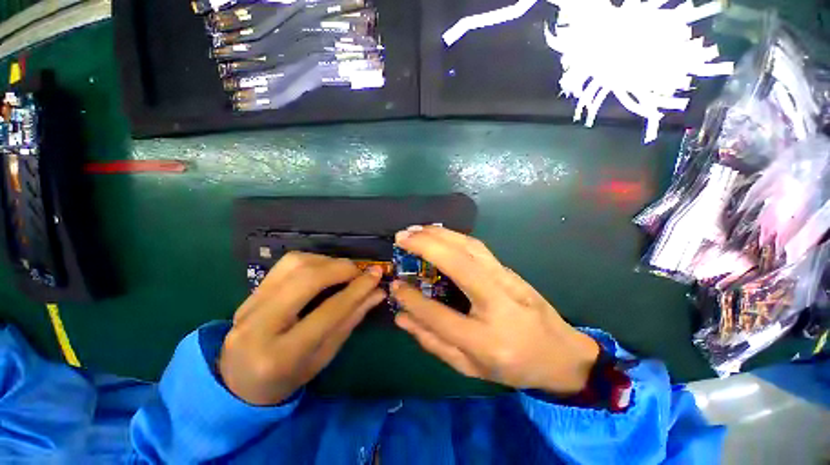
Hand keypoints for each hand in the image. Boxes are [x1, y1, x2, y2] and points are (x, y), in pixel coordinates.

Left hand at [219, 252, 385, 404]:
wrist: (240, 382)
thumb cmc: (289, 377)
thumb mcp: (325, 356)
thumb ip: (351, 320)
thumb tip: (377, 292)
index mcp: (282, 355)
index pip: (328, 312)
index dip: (357, 290)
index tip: (376, 276)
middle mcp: (259, 326)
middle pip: (306, 280)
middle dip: (340, 269)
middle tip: (360, 271)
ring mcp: (248, 306)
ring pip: (294, 265)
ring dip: (326, 261)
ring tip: (343, 270)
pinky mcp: (248, 294)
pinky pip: (285, 265)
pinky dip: (311, 260)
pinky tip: (323, 269)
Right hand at [392, 226, 599, 394]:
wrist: (562, 354)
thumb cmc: (514, 366)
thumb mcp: (471, 368)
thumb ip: (433, 342)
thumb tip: (401, 317)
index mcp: (485, 341)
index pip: (438, 315)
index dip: (411, 300)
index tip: (395, 285)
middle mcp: (497, 303)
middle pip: (458, 264)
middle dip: (426, 245)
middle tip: (401, 237)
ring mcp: (507, 280)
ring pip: (469, 247)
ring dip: (439, 234)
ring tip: (416, 230)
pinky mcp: (509, 269)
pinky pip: (477, 246)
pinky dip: (454, 235)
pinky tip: (439, 233)